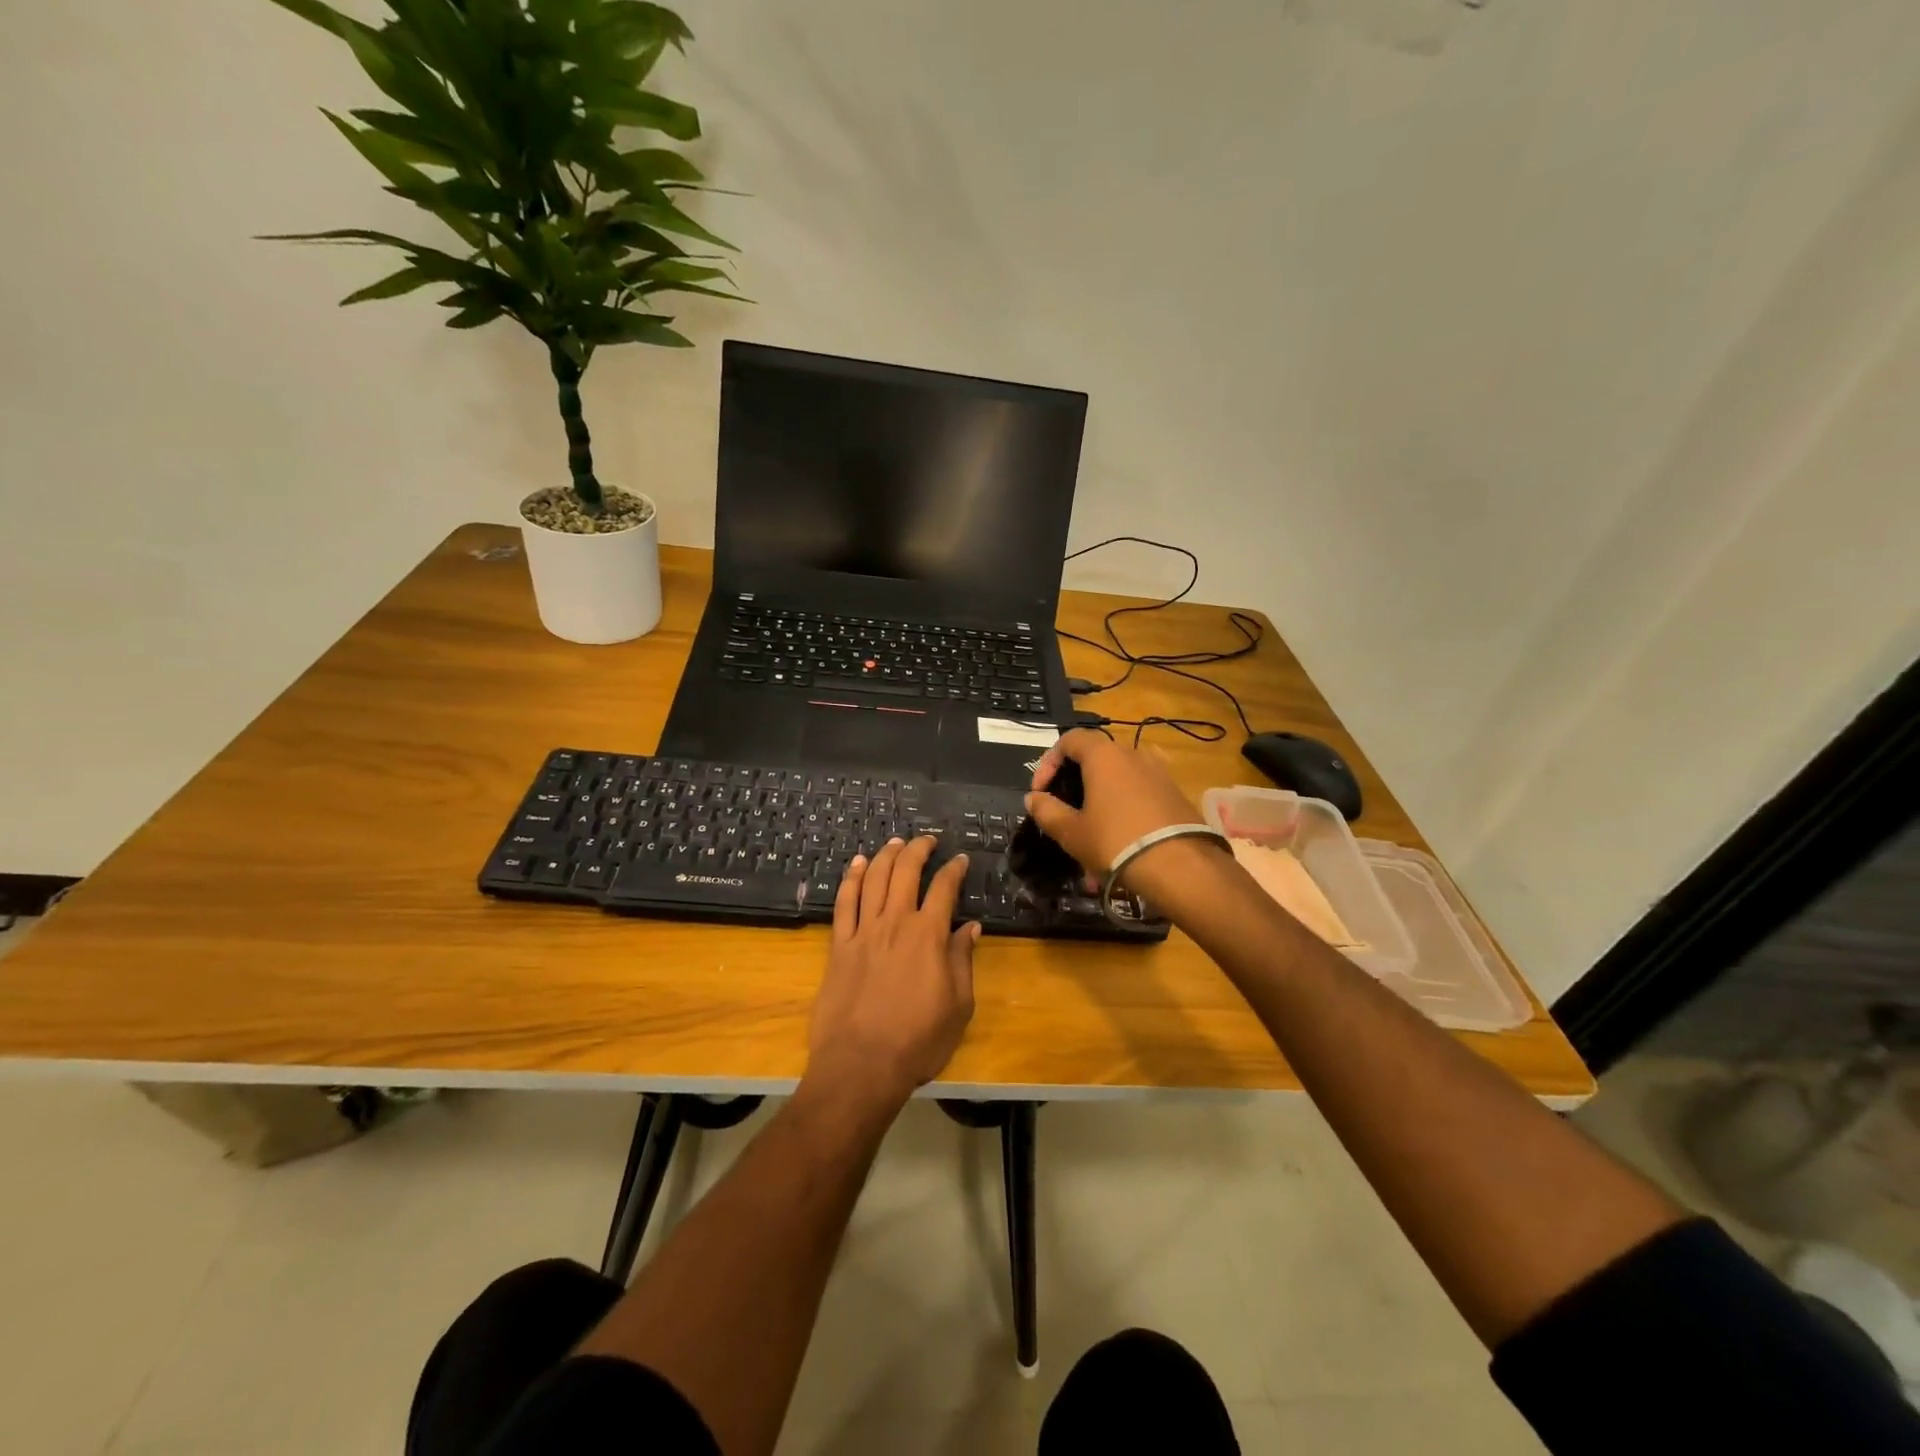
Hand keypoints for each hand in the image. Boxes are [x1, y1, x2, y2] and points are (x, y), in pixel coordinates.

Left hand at [807, 836, 978, 1107]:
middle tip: (927, 840)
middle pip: (905, 872)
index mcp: (928, 936)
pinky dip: (850, 879)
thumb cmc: (918, 1041)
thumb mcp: (958, 1006)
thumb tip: (970, 928)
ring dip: (885, 855)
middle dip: (918, 849)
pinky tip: (856, 865)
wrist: (861, 1066)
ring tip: (895, 842)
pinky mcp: (838, 946)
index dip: (953, 869)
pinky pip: (844, 903)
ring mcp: (863, 932)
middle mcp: (895, 923)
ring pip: (873, 879)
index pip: (944, 888)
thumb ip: (963, 961)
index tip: (960, 859)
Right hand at [1026, 730, 1220, 898]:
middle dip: (1075, 787)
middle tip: (1065, 816)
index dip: (1049, 762)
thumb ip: (1047, 810)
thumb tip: (1034, 798)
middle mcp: (1133, 754)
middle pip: (1095, 760)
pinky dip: (1124, 811)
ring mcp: (1158, 772)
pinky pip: (1140, 795)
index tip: (1041, 792)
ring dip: (1100, 804)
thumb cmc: (1115, 842)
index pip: (1069, 739)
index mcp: (1104, 755)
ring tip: (1092, 840)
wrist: (1180, 867)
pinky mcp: (1176, 793)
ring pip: (1118, 781)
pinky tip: (1121, 844)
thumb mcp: (1071, 831)